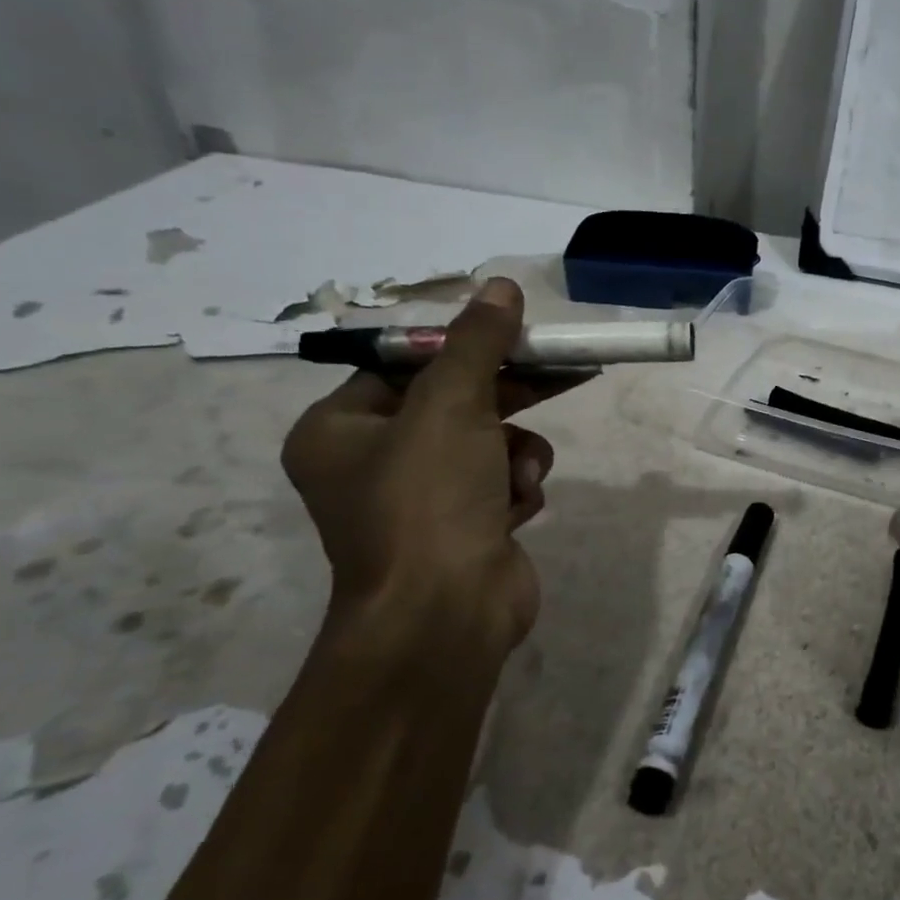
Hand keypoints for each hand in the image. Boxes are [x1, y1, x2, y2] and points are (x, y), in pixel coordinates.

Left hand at [281, 279, 555, 682]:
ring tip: (518, 477)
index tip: (511, 334)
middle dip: (507, 396)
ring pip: (489, 442)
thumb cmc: (428, 500)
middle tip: (560, 369)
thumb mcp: (452, 404)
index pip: (404, 365)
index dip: (461, 347)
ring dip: (515, 452)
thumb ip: (478, 342)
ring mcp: (422, 500)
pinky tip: (516, 510)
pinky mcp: (466, 527)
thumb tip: (500, 285)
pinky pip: (502, 481)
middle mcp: (373, 463)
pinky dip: (517, 488)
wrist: (447, 614)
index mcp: (339, 430)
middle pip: (455, 401)